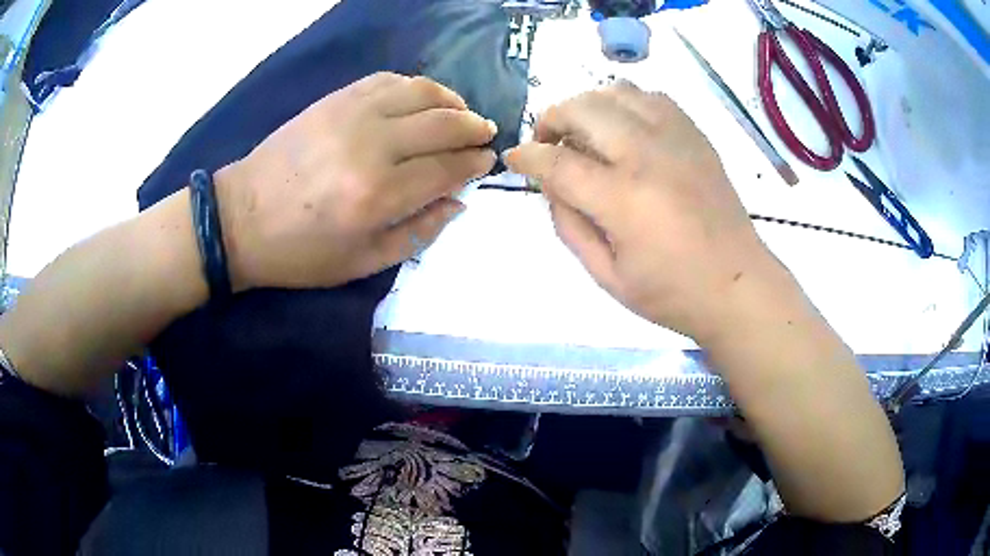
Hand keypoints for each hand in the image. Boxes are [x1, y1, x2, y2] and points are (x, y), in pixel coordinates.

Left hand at [217, 72, 496, 290]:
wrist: (240, 220)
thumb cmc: (300, 252)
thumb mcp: (362, 263)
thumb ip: (418, 233)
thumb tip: (457, 201)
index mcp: (377, 196)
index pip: (446, 168)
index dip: (474, 163)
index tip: (486, 161)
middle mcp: (370, 146)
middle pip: (442, 124)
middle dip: (473, 127)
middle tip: (485, 133)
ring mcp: (351, 115)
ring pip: (420, 92)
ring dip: (450, 100)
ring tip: (461, 112)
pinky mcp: (334, 100)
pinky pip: (387, 80)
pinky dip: (414, 86)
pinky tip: (422, 99)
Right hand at [504, 84, 773, 341]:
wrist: (738, 284)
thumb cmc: (672, 292)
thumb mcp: (606, 276)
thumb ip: (569, 226)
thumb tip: (551, 187)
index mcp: (623, 198)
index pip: (557, 161)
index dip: (526, 157)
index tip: (513, 160)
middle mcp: (647, 154)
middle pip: (582, 108)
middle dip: (551, 119)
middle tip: (547, 143)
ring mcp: (676, 138)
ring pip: (616, 91)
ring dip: (588, 105)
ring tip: (584, 132)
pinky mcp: (695, 135)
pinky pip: (651, 97)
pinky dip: (625, 104)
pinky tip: (624, 128)